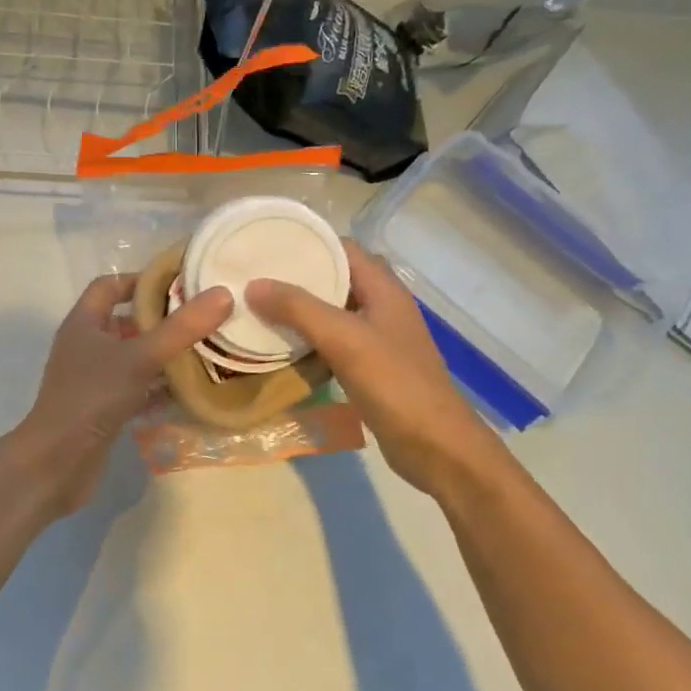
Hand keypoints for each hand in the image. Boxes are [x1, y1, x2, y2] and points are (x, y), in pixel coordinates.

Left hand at [8, 274, 233, 517]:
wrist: (57, 463)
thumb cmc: (92, 397)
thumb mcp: (140, 357)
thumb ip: (181, 328)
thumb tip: (223, 294)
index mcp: (84, 323)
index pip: (110, 285)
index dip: (142, 279)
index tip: (181, 282)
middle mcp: (86, 346)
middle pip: (125, 321)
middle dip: (161, 319)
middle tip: (202, 318)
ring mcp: (93, 379)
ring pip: (132, 357)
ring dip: (163, 354)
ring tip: (204, 350)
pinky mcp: (103, 408)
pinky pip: (135, 388)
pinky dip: (158, 387)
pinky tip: (189, 391)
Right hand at [248, 241, 518, 495]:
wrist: (436, 447)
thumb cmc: (396, 384)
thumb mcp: (344, 339)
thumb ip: (299, 308)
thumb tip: (253, 285)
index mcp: (384, 289)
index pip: (343, 248)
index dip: (308, 242)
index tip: (267, 245)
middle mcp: (382, 307)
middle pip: (335, 278)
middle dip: (297, 276)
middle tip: (254, 277)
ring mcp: (377, 339)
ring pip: (332, 312)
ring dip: (299, 310)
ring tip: (258, 307)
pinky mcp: (370, 368)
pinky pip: (333, 342)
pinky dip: (308, 340)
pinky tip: (281, 347)